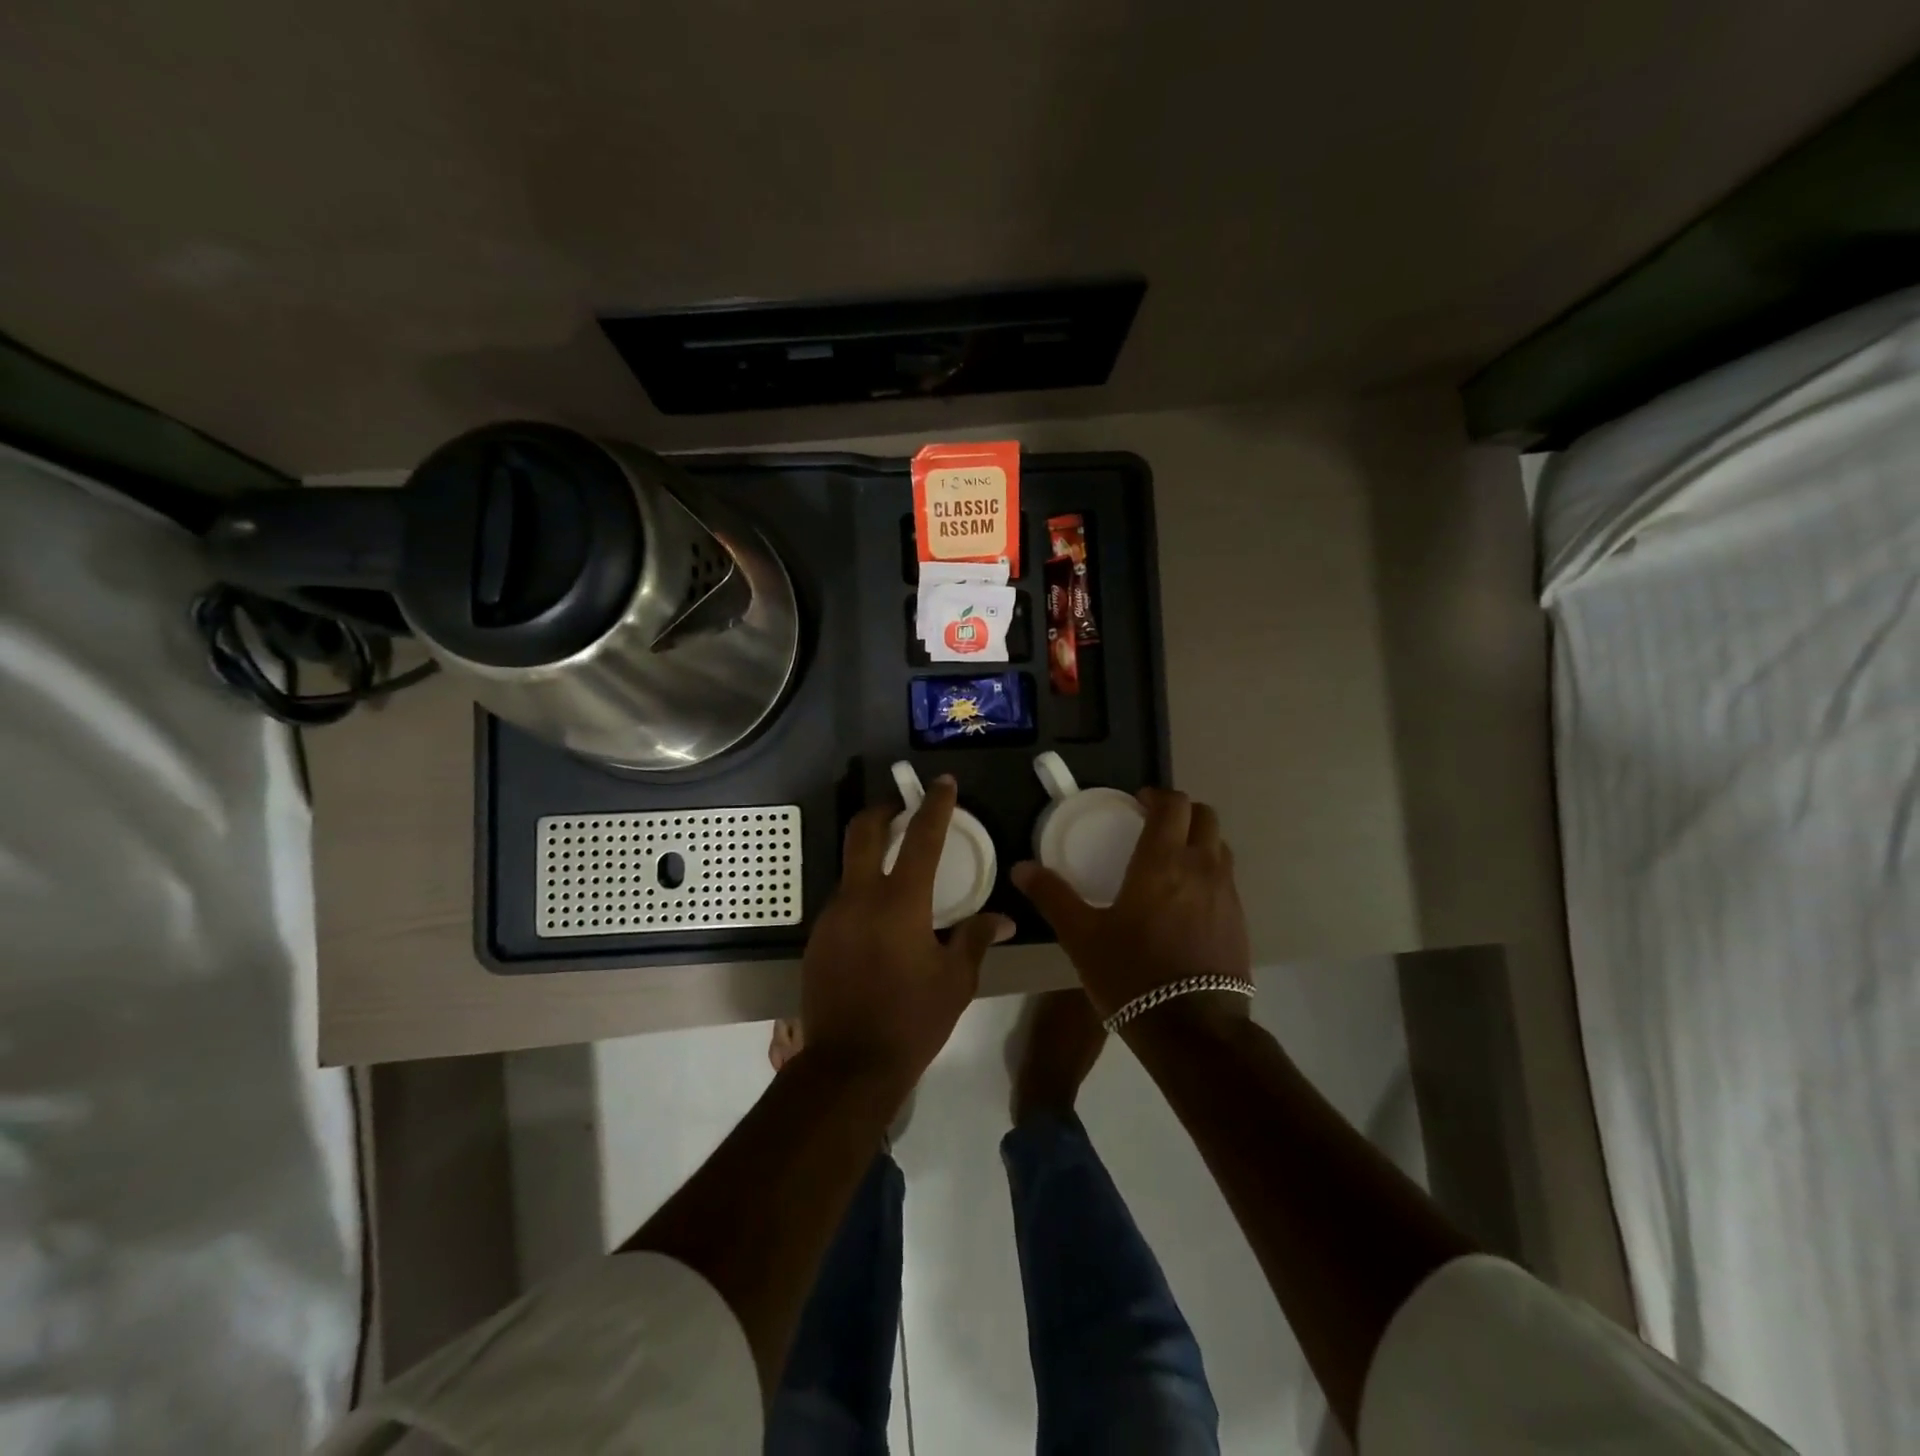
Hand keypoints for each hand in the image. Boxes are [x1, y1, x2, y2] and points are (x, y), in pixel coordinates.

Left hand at [799, 775, 1012, 1092]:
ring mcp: (832, 916)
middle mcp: (860, 898)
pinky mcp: (817, 938)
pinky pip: (842, 901)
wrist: (848, 1066)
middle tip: (901, 808)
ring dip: (871, 857)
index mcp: (901, 903)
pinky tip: (878, 922)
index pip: (921, 838)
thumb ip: (975, 939)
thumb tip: (1002, 918)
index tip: (942, 783)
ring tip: (896, 875)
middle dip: (882, 810)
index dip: (934, 805)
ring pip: (850, 868)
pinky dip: (861, 894)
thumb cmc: (912, 1021)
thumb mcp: (956, 981)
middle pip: (863, 832)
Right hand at [1012, 789, 1251, 1024]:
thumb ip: (1053, 896)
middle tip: (1155, 826)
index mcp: (1163, 861)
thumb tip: (1021, 868)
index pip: (1173, 804)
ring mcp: (1227, 895)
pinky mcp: (1240, 922)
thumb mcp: (1082, 936)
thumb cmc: (1132, 974)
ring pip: (1220, 847)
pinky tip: (1187, 902)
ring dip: (1199, 841)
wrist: (1193, 1029)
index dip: (1157, 795)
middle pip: (1205, 816)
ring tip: (1172, 861)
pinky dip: (1209, 873)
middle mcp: (1202, 868)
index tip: (1138, 803)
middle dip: (1182, 812)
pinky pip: (1227, 880)